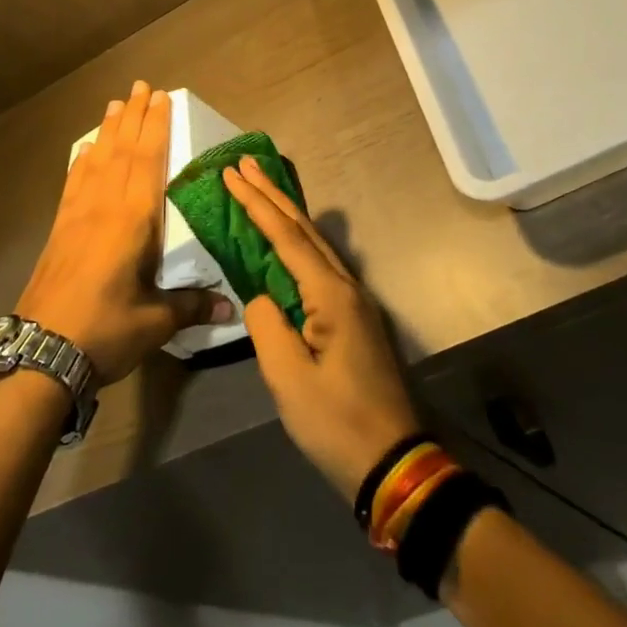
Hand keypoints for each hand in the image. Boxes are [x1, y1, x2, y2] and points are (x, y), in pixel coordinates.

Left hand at [17, 82, 231, 384]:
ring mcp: (77, 216)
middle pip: (121, 151)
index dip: (155, 127)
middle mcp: (104, 207)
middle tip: (140, 86)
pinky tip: (84, 152)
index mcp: (132, 220)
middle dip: (133, 117)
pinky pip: (74, 183)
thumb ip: (191, 306)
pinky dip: (82, 162)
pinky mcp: (59, 230)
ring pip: (96, 161)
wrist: (39, 353)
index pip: (147, 161)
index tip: (161, 97)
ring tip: (115, 104)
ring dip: (108, 131)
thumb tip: (230, 308)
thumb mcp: (155, 322)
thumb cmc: (104, 331)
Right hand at [222, 155, 420, 497]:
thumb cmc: (337, 422)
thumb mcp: (288, 378)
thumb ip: (266, 325)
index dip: (257, 204)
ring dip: (285, 215)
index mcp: (331, 295)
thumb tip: (259, 296)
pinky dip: (296, 244)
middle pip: (304, 230)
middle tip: (245, 164)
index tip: (232, 174)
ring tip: (260, 190)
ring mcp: (355, 302)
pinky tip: (286, 242)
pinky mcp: (354, 319)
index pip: (287, 238)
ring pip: (315, 245)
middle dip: (272, 195)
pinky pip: (320, 266)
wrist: (394, 461)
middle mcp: (347, 287)